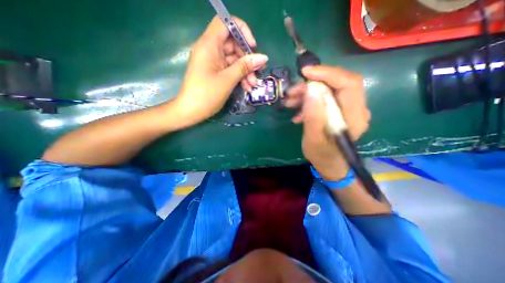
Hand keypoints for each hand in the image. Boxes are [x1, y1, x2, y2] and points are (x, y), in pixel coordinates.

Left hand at [173, 15, 267, 128]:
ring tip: (253, 85)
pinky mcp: (215, 72)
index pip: (226, 23)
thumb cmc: (206, 95)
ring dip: (246, 71)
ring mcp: (213, 62)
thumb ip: (245, 67)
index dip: (241, 31)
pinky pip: (231, 69)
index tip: (252, 47)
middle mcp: (211, 50)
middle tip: (257, 73)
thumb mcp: (227, 80)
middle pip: (233, 44)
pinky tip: (247, 87)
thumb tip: (263, 57)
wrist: (190, 112)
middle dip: (247, 59)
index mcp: (209, 45)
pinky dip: (239, 77)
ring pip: (234, 59)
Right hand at [283, 65, 369, 179]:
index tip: (305, 73)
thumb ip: (314, 116)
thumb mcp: (313, 139)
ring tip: (290, 101)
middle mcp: (356, 109)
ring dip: (308, 92)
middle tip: (292, 91)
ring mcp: (348, 109)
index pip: (348, 83)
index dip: (327, 73)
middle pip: (338, 83)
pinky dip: (309, 100)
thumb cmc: (322, 155)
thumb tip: (311, 89)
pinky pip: (325, 98)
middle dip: (312, 84)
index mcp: (354, 117)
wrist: (329, 164)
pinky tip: (298, 111)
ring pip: (329, 89)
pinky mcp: (340, 111)